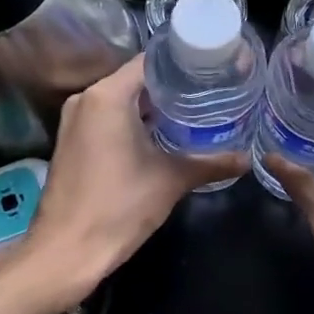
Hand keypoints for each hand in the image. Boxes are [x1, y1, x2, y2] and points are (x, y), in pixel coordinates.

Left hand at [22, 55, 245, 302]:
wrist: (66, 252)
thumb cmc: (118, 206)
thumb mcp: (171, 180)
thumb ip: (211, 164)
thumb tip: (247, 159)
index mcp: (107, 96)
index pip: (151, 61)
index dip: (183, 63)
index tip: (212, 69)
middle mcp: (87, 99)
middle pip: (137, 79)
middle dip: (172, 86)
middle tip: (211, 91)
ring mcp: (75, 120)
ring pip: (122, 100)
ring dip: (153, 106)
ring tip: (194, 111)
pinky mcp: (72, 141)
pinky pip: (108, 118)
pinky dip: (134, 121)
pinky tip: (163, 134)